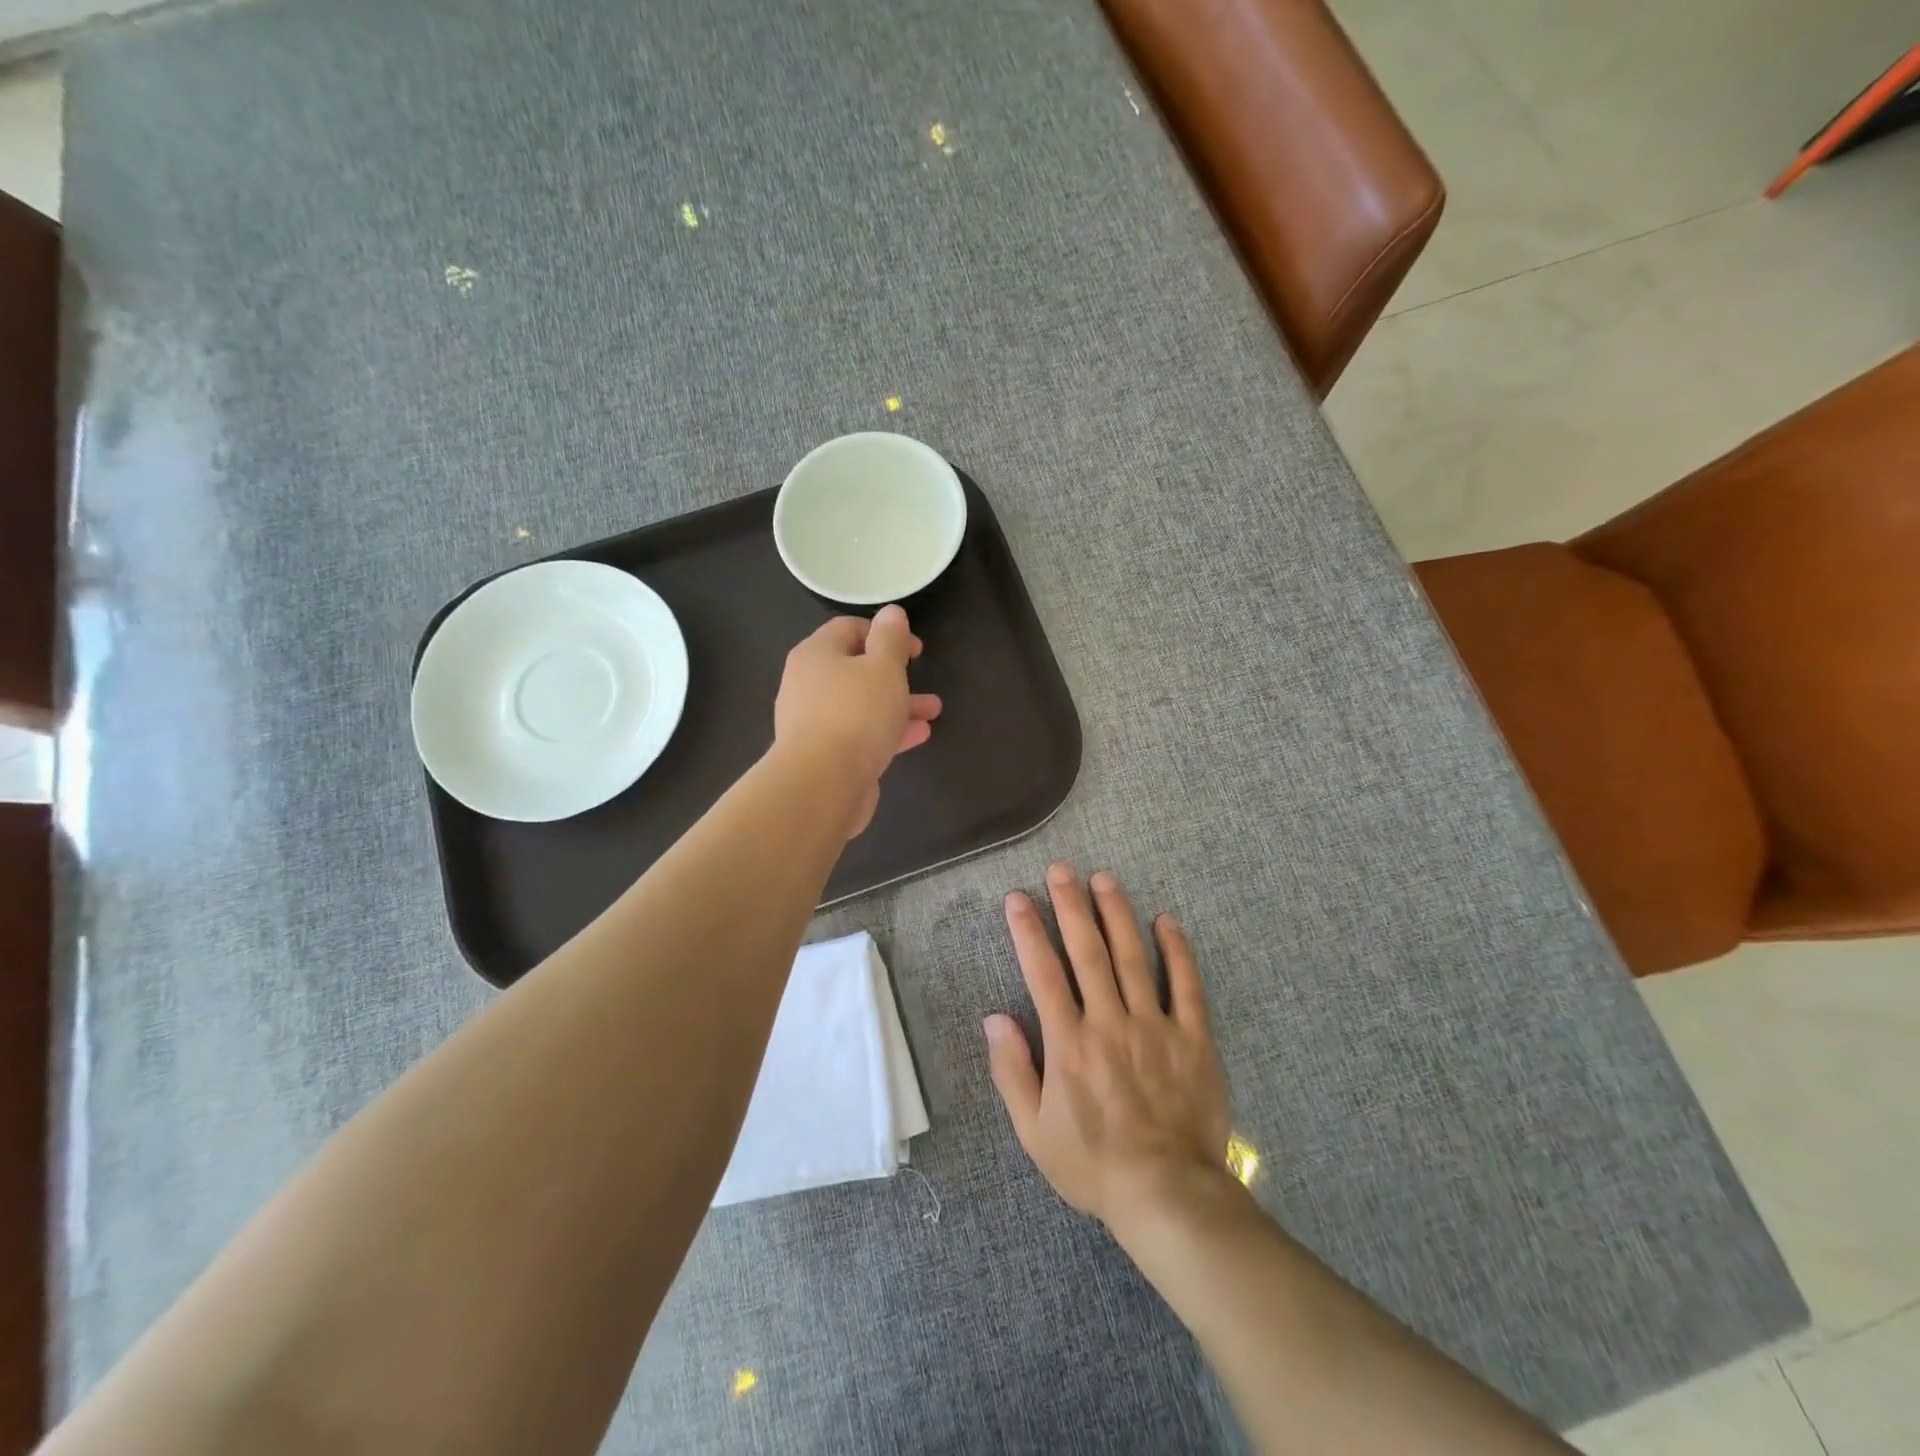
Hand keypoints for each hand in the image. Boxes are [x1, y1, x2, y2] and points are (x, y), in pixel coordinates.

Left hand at [773, 605, 941, 837]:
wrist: (823, 783)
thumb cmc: (856, 714)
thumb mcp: (883, 667)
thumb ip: (891, 638)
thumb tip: (892, 613)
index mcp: (816, 654)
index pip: (848, 628)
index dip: (884, 632)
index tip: (914, 648)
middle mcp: (808, 684)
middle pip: (854, 668)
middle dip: (894, 673)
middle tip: (921, 675)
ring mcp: (813, 722)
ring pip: (861, 704)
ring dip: (897, 704)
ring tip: (933, 710)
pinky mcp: (824, 754)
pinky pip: (860, 733)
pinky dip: (887, 730)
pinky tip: (918, 735)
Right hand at [983, 863, 1231, 1228]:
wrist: (1168, 1195)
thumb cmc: (1093, 1165)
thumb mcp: (1033, 1131)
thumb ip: (1012, 1071)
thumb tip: (995, 1018)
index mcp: (1068, 1043)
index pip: (1043, 973)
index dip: (1028, 931)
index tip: (1018, 897)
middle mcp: (1109, 1023)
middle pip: (1087, 952)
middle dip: (1071, 906)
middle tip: (1061, 869)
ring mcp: (1154, 1027)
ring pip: (1133, 957)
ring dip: (1116, 914)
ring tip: (1104, 879)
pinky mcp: (1193, 1038)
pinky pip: (1186, 986)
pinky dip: (1177, 951)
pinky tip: (1166, 920)